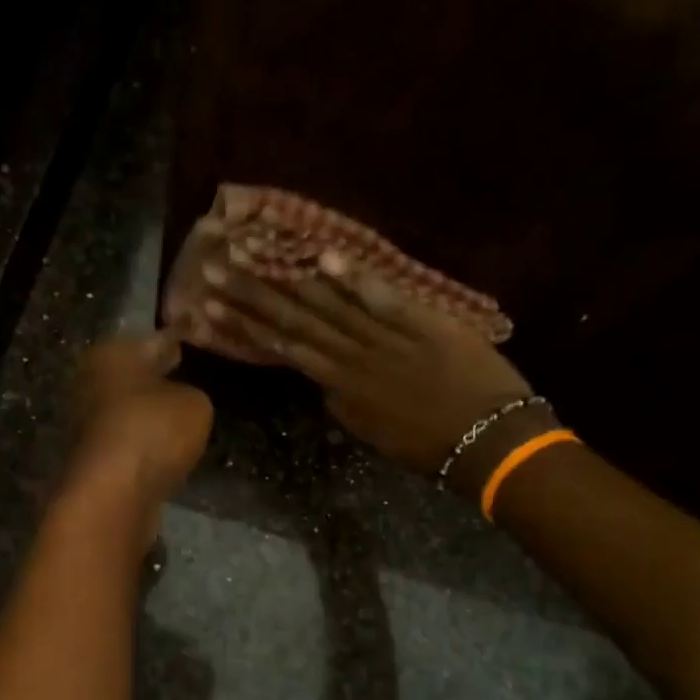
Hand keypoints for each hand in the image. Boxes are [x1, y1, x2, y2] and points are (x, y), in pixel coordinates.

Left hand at [69, 332, 213, 508]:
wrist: (113, 495)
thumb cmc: (152, 431)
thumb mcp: (195, 403)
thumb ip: (193, 393)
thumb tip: (180, 399)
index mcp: (111, 354)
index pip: (156, 339)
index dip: (178, 339)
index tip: (193, 339)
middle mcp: (92, 382)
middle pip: (136, 374)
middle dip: (160, 376)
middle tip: (191, 376)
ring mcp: (88, 423)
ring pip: (130, 408)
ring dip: (151, 411)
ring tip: (184, 414)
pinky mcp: (94, 458)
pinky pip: (129, 439)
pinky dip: (145, 440)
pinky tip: (167, 446)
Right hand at [199, 248, 548, 487]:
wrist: (489, 442)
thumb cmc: (431, 446)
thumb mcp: (375, 433)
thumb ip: (346, 405)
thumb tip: (324, 383)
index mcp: (342, 386)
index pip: (284, 348)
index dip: (246, 326)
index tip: (210, 306)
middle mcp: (353, 358)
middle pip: (296, 320)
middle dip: (251, 293)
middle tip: (213, 268)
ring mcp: (387, 338)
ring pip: (329, 305)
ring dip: (288, 278)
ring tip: (251, 253)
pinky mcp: (424, 323)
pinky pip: (383, 299)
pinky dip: (355, 279)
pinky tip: (324, 255)